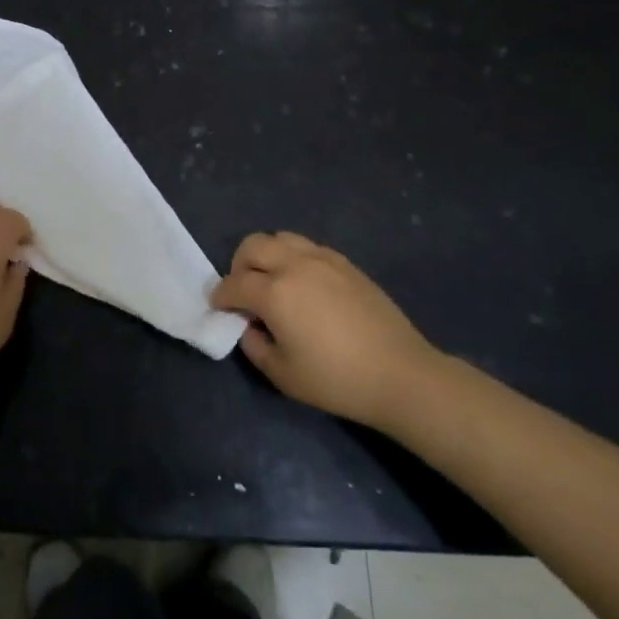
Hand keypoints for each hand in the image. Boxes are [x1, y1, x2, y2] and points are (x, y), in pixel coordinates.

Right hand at [211, 232, 436, 426]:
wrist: (400, 374)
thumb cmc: (336, 379)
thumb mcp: (283, 374)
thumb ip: (255, 346)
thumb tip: (250, 326)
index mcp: (274, 292)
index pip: (234, 284)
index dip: (221, 296)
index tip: (219, 307)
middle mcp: (294, 265)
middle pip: (252, 246)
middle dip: (239, 266)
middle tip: (243, 291)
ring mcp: (323, 259)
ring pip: (280, 238)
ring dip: (266, 256)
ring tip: (272, 282)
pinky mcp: (345, 263)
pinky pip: (307, 247)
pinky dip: (293, 258)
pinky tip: (303, 284)